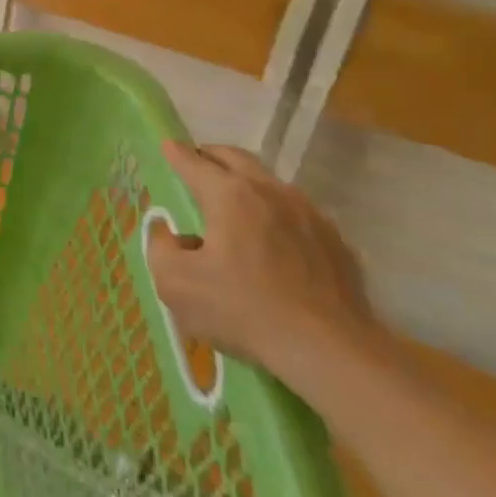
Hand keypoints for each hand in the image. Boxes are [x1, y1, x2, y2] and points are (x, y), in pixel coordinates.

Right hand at [148, 142, 381, 375]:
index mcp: (229, 195)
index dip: (174, 153)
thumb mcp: (175, 284)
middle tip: (196, 164)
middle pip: (236, 158)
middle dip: (211, 155)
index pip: (193, 161)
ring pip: (270, 183)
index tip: (166, 145)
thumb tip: (170, 233)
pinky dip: (275, 215)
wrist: (331, 351)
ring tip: (232, 205)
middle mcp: (271, 192)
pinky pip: (296, 214)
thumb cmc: (243, 310)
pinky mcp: (336, 242)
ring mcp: (309, 214)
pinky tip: (271, 242)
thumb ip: (160, 248)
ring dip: (246, 184)